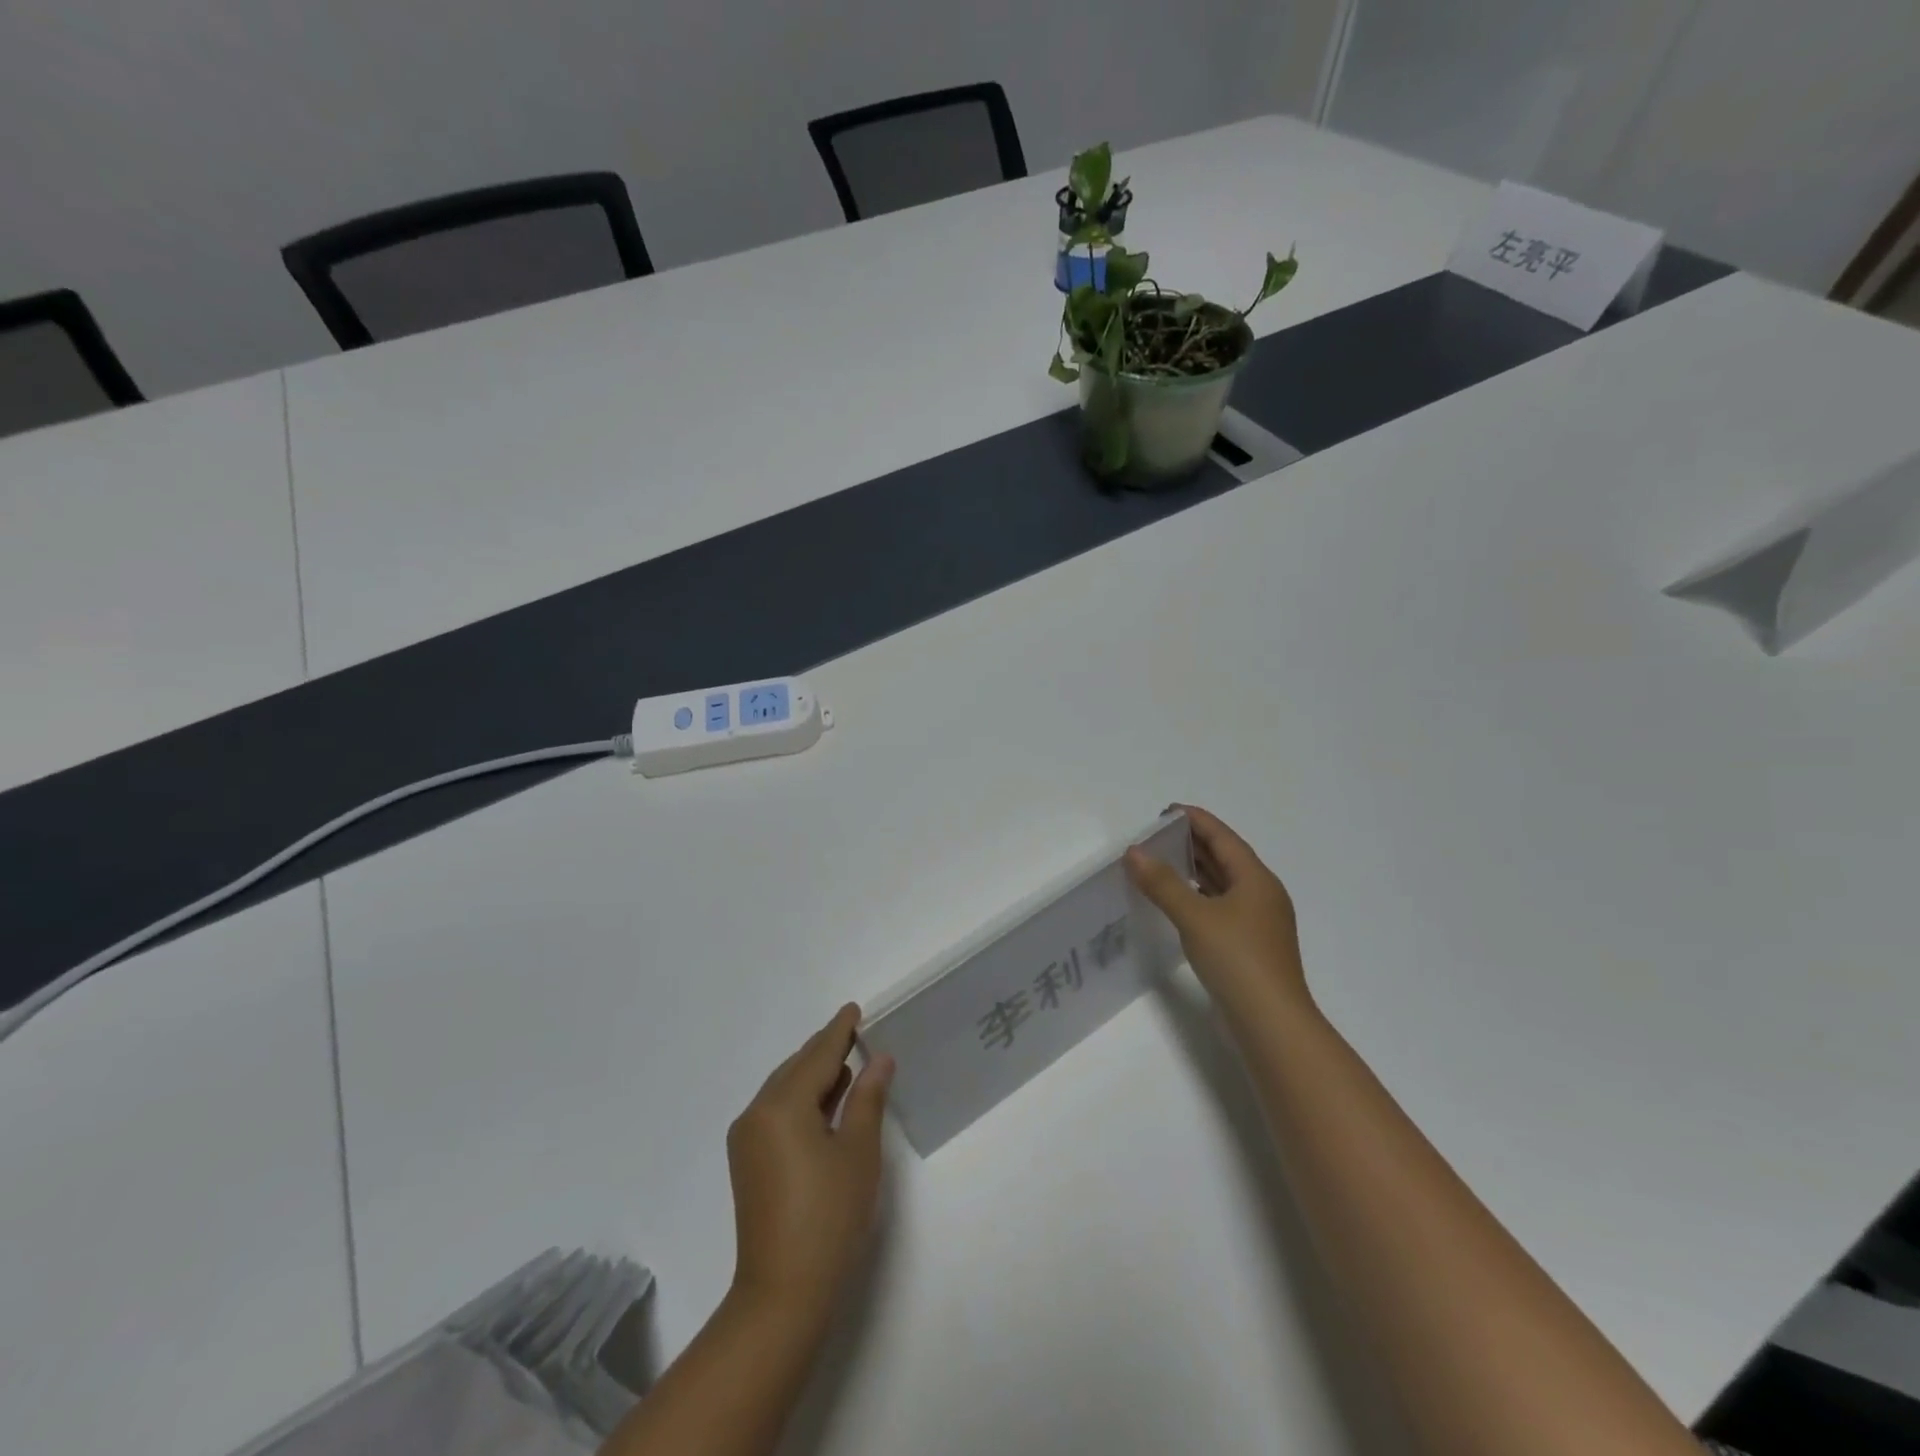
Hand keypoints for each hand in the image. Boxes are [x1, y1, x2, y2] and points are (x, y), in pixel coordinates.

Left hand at [726, 1005, 893, 1330]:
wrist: (782, 1293)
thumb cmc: (829, 1217)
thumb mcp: (858, 1152)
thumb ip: (868, 1098)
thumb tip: (879, 1060)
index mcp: (782, 1105)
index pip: (817, 1055)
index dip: (839, 1031)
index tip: (854, 1008)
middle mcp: (756, 1113)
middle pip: (796, 1068)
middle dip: (825, 1050)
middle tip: (855, 1032)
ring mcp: (747, 1139)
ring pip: (784, 1089)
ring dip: (814, 1075)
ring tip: (847, 1063)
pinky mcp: (748, 1162)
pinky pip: (777, 1111)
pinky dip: (802, 1099)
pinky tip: (826, 1101)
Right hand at [1125, 805, 1312, 1025]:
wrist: (1271, 1023)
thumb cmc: (1237, 959)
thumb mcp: (1195, 916)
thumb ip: (1162, 883)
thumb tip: (1134, 852)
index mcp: (1256, 879)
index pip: (1223, 838)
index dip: (1196, 820)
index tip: (1166, 811)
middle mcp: (1262, 895)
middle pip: (1225, 858)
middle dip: (1193, 844)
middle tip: (1156, 836)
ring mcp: (1258, 923)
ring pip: (1223, 884)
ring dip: (1195, 871)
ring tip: (1161, 862)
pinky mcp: (1250, 946)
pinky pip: (1221, 907)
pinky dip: (1199, 896)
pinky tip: (1178, 902)